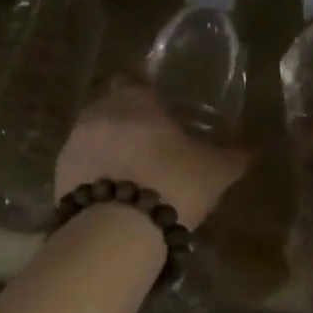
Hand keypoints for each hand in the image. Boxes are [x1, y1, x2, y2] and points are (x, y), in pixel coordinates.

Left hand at [56, 84, 252, 228]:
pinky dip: (93, 173)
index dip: (148, 97)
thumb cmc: (172, 185)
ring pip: (93, 136)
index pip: (136, 82)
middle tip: (150, 147)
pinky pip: (80, 165)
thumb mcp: (214, 172)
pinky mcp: (59, 174)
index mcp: (134, 100)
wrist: (117, 230)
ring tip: (131, 175)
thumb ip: (233, 156)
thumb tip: (253, 148)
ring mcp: (73, 143)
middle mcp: (98, 113)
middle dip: (127, 122)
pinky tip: (111, 195)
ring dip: (108, 148)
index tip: (162, 114)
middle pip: (112, 108)